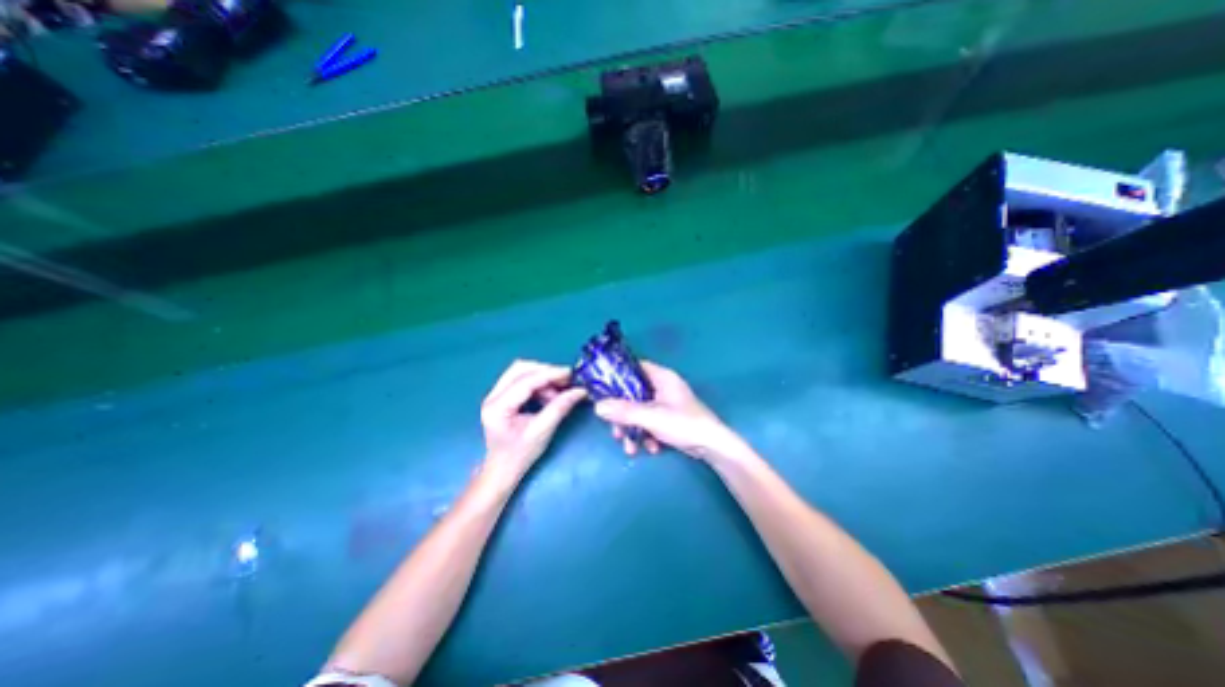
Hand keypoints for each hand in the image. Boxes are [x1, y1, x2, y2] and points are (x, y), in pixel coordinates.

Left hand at [482, 358, 584, 483]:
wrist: (502, 469)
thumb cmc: (520, 455)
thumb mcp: (543, 431)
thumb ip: (560, 407)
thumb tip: (580, 391)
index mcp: (498, 407)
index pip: (525, 381)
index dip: (549, 374)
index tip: (570, 373)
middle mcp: (492, 396)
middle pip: (520, 369)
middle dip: (545, 372)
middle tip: (566, 381)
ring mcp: (495, 394)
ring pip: (521, 372)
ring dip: (543, 378)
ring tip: (558, 393)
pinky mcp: (502, 395)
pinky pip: (522, 380)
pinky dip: (538, 384)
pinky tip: (549, 396)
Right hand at [592, 362, 750, 464]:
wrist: (713, 447)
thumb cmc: (684, 424)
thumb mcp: (651, 417)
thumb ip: (625, 411)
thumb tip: (597, 407)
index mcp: (661, 377)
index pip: (634, 367)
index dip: (617, 376)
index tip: (602, 389)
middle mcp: (662, 387)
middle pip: (633, 394)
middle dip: (623, 415)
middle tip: (616, 430)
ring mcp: (666, 403)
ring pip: (639, 411)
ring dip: (633, 430)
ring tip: (631, 448)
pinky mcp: (668, 419)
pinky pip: (649, 422)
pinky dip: (646, 435)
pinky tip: (651, 449)